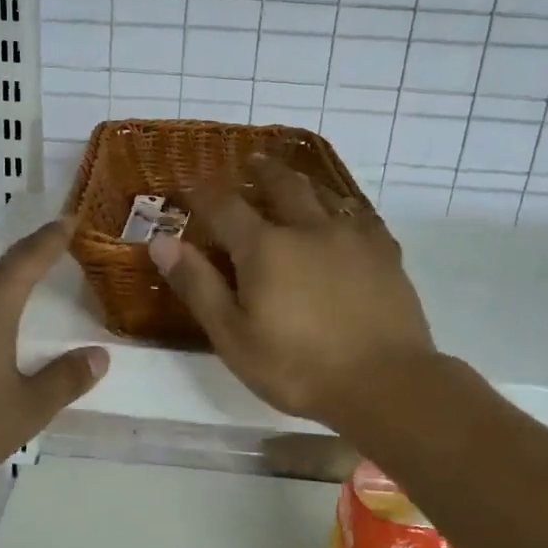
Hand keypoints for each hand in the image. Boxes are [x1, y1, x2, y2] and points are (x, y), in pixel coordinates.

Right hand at [149, 156, 432, 427]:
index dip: (204, 192)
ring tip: (291, 178)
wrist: (385, 384)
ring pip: (323, 193)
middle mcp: (308, 228)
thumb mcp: (233, 336)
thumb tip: (161, 241)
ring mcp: (352, 236)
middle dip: (260, 171)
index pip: (225, 206)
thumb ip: (198, 285)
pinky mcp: (385, 252)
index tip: (191, 184)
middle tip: (249, 162)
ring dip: (301, 181)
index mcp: (265, 248)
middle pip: (280, 184)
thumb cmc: (298, 368)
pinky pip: (360, 214)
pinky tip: (343, 214)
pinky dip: (342, 206)